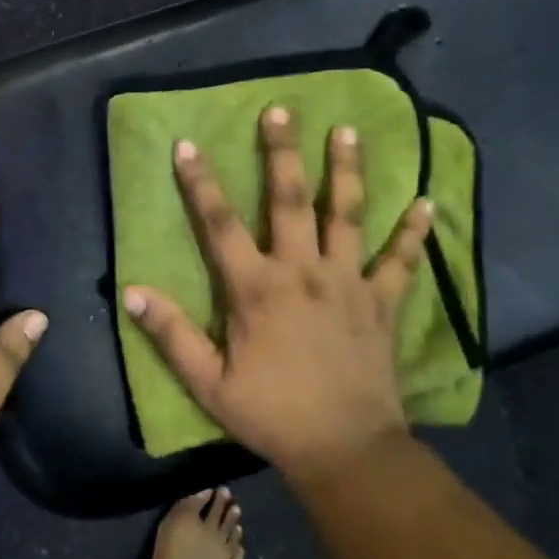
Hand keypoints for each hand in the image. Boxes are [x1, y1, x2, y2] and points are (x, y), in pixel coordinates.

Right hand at [122, 105, 433, 484]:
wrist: (345, 449)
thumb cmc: (270, 414)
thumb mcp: (208, 382)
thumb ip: (170, 334)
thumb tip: (131, 291)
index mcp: (256, 289)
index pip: (221, 225)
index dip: (202, 184)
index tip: (189, 145)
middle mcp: (303, 272)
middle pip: (290, 200)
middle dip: (282, 152)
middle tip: (281, 109)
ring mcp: (348, 283)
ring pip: (347, 215)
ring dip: (347, 171)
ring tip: (348, 130)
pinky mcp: (382, 303)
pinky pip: (401, 261)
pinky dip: (414, 232)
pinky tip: (427, 202)